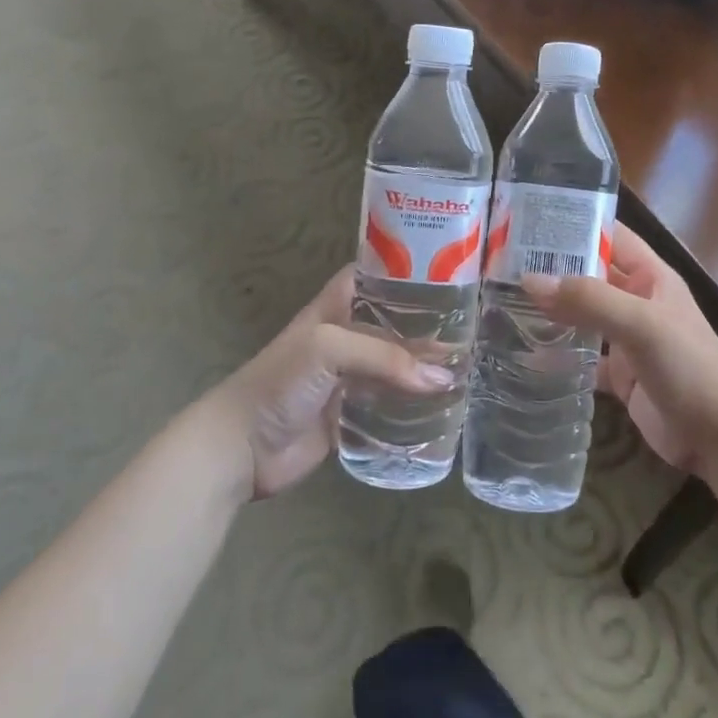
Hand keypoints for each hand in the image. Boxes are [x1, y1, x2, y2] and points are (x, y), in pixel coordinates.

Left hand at [206, 266, 454, 498]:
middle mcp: (347, 335)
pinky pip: (391, 403)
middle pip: (395, 323)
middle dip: (429, 324)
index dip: (409, 271)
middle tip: (475, 326)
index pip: (377, 276)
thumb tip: (444, 378)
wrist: (242, 446)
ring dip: (426, 366)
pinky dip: (416, 402)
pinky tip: (447, 403)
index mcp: (337, 306)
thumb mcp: (330, 348)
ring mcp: (350, 376)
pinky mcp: (353, 413)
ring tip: (471, 365)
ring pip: (397, 364)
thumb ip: (387, 358)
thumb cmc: (281, 381)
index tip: (452, 272)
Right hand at [524, 225, 717, 476]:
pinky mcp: (620, 375)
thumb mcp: (641, 323)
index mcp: (649, 276)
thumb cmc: (689, 366)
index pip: (609, 236)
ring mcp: (627, 339)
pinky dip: (557, 357)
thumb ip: (589, 300)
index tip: (527, 223)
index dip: (574, 226)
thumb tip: (530, 280)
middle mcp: (636, 301)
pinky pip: (581, 358)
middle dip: (552, 270)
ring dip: (551, 311)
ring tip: (502, 303)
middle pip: (589, 276)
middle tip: (500, 266)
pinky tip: (524, 356)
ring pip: (582, 316)